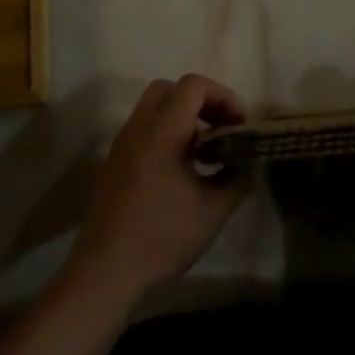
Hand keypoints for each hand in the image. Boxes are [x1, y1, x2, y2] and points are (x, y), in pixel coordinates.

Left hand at [63, 75, 248, 307]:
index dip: (222, 96)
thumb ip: (236, 178)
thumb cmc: (162, 235)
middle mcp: (139, 127)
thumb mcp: (212, 210)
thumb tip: (247, 163)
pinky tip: (179, 169)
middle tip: (221, 128)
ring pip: (153, 107)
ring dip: (181, 116)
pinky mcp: (114, 162)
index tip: (238, 125)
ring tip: (204, 150)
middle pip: (170, 88)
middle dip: (200, 100)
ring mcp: (122, 143)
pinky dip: (165, 133)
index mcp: (163, 129)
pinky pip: (142, 129)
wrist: (106, 269)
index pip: (193, 85)